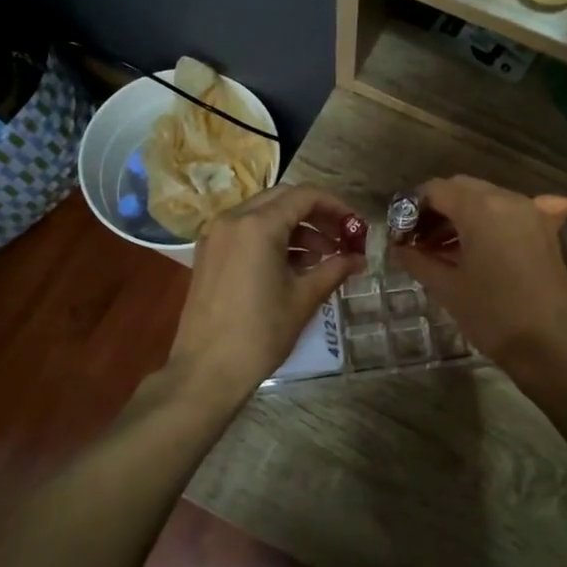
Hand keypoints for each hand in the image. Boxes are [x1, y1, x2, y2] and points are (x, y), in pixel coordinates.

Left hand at [165, 184, 365, 403]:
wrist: (206, 370)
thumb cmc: (260, 333)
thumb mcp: (304, 299)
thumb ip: (334, 269)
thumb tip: (359, 259)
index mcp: (257, 225)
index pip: (304, 196)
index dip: (336, 206)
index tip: (356, 226)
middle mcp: (232, 219)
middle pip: (282, 199)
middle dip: (316, 215)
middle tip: (342, 238)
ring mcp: (216, 236)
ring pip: (263, 215)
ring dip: (296, 228)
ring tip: (323, 257)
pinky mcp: (208, 254)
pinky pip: (246, 232)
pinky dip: (272, 239)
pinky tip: (294, 265)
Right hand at [393, 176, 566, 371]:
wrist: (551, 346)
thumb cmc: (492, 315)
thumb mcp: (446, 288)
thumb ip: (417, 260)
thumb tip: (398, 248)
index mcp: (481, 208)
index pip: (436, 190)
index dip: (412, 208)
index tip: (400, 234)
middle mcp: (508, 199)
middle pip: (462, 189)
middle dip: (437, 210)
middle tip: (419, 242)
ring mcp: (531, 213)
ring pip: (486, 200)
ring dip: (461, 217)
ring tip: (443, 251)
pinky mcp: (544, 230)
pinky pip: (508, 214)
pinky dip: (488, 223)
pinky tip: (479, 248)